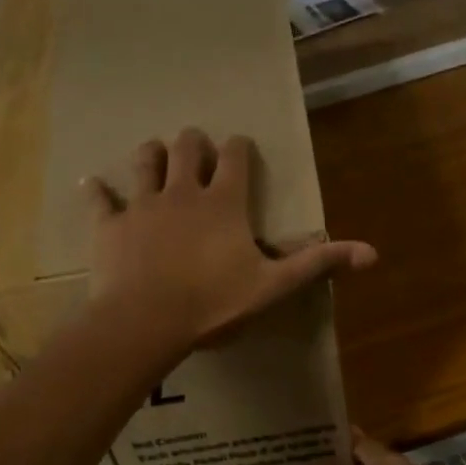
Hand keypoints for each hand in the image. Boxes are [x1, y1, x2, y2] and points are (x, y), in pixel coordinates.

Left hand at [84, 128, 375, 354]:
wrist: (146, 321)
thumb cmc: (213, 304)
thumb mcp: (272, 286)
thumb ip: (317, 265)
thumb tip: (372, 253)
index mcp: (223, 202)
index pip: (236, 157)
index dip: (240, 149)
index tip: (240, 149)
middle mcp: (182, 192)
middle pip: (188, 146)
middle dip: (194, 143)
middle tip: (197, 151)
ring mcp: (142, 204)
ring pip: (145, 161)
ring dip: (152, 154)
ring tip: (156, 156)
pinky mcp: (109, 225)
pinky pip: (99, 198)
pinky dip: (97, 191)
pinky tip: (93, 185)